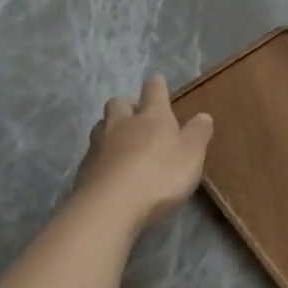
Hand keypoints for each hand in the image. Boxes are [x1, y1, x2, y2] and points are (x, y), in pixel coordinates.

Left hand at [75, 76, 214, 230]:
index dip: (156, 85)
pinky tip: (109, 171)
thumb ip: (198, 133)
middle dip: (126, 106)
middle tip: (135, 117)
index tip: (157, 81)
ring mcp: (99, 146)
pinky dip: (101, 158)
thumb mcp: (192, 155)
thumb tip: (203, 115)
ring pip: (101, 126)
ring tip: (119, 142)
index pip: (154, 91)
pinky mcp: (84, 169)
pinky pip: (92, 155)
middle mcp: (122, 124)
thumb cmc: (160, 176)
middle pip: (118, 104)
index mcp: (152, 117)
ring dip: (109, 129)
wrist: (111, 206)